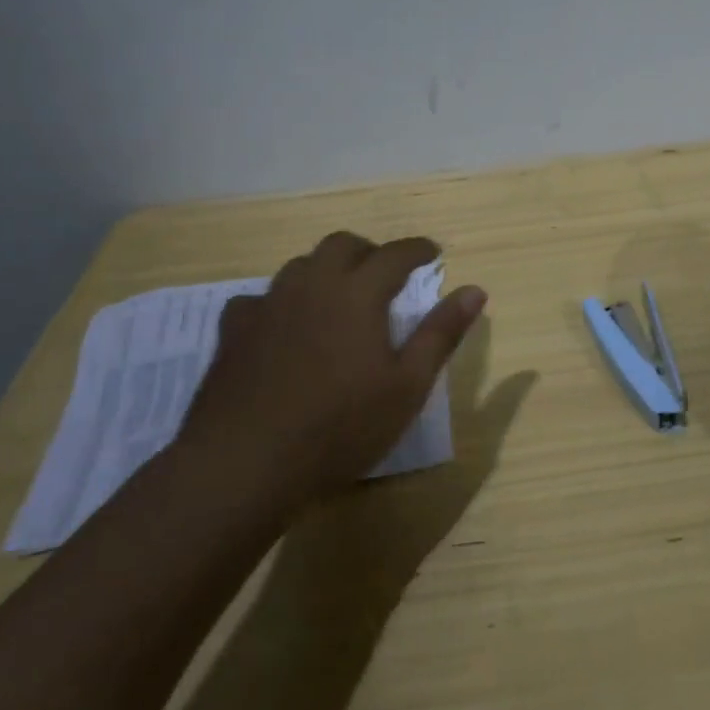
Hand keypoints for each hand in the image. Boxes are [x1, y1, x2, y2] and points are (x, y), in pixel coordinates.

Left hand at [172, 232, 486, 522]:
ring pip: (300, 265)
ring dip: (326, 270)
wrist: (244, 464)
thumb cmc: (340, 426)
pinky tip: (283, 326)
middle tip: (385, 273)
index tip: (433, 253)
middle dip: (369, 251)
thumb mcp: (407, 386)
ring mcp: (268, 305)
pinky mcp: (234, 331)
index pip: (395, 254)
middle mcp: (312, 285)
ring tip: (338, 296)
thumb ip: (441, 333)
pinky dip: (281, 301)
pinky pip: (259, 298)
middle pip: (342, 245)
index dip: (418, 249)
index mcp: (357, 293)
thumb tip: (476, 290)